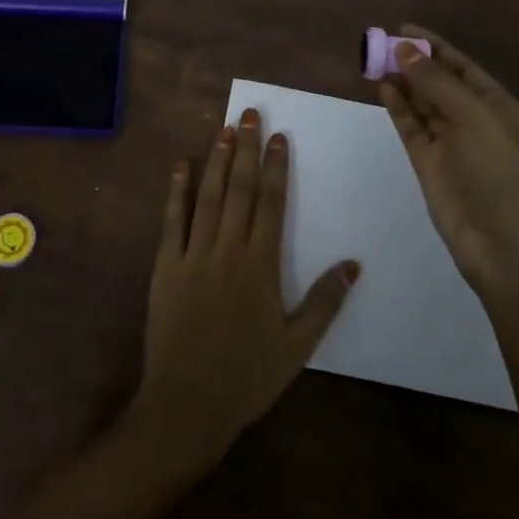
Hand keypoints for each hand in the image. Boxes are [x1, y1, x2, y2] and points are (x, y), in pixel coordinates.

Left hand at [127, 110, 359, 471]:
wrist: (187, 404)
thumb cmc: (247, 376)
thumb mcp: (297, 346)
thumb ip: (324, 302)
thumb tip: (353, 264)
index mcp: (260, 265)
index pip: (271, 203)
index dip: (276, 167)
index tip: (279, 137)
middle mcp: (227, 249)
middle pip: (240, 189)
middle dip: (246, 149)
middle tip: (251, 114)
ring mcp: (193, 255)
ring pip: (208, 196)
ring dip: (217, 161)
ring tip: (224, 129)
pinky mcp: (166, 266)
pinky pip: (172, 221)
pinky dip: (176, 191)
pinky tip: (180, 165)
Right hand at [378, 28, 518, 303]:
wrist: (508, 249)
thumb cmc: (502, 174)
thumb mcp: (475, 119)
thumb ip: (437, 83)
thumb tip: (404, 48)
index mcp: (497, 106)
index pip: (462, 67)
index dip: (434, 46)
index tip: (402, 29)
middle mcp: (473, 121)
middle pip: (438, 83)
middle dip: (412, 62)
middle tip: (378, 43)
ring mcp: (450, 143)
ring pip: (421, 103)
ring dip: (401, 81)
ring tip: (373, 60)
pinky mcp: (429, 164)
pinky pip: (411, 127)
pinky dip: (397, 107)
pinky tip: (382, 87)